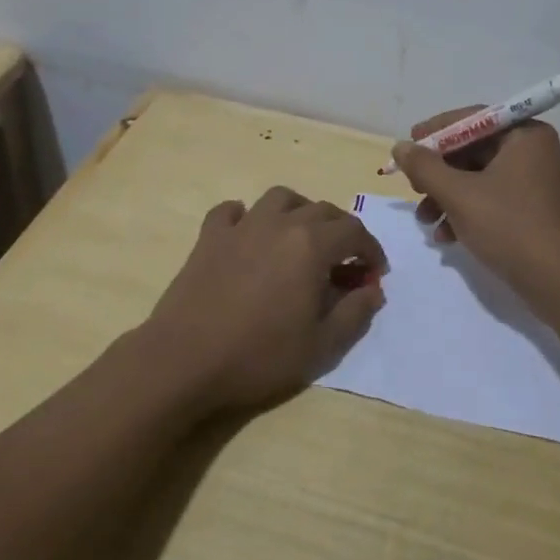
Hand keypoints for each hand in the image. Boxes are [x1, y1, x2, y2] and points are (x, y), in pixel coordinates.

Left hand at [141, 187, 386, 413]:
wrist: (185, 361)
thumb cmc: (259, 355)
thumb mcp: (321, 346)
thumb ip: (355, 313)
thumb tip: (373, 290)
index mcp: (311, 245)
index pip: (354, 232)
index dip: (371, 250)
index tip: (374, 273)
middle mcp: (279, 223)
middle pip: (322, 210)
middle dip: (342, 230)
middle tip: (344, 260)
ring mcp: (241, 226)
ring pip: (280, 198)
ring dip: (299, 211)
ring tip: (302, 237)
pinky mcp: (209, 237)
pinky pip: (231, 211)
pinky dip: (246, 216)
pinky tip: (248, 235)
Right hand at [389, 109, 559, 305]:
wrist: (559, 284)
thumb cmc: (510, 227)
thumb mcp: (459, 195)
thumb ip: (425, 167)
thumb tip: (400, 146)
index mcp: (525, 135)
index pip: (472, 119)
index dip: (435, 132)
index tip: (407, 146)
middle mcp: (532, 151)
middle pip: (473, 150)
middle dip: (439, 173)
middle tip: (414, 188)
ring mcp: (533, 182)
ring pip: (477, 178)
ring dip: (446, 197)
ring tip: (425, 221)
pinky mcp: (531, 210)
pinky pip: (490, 199)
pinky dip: (465, 212)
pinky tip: (445, 237)